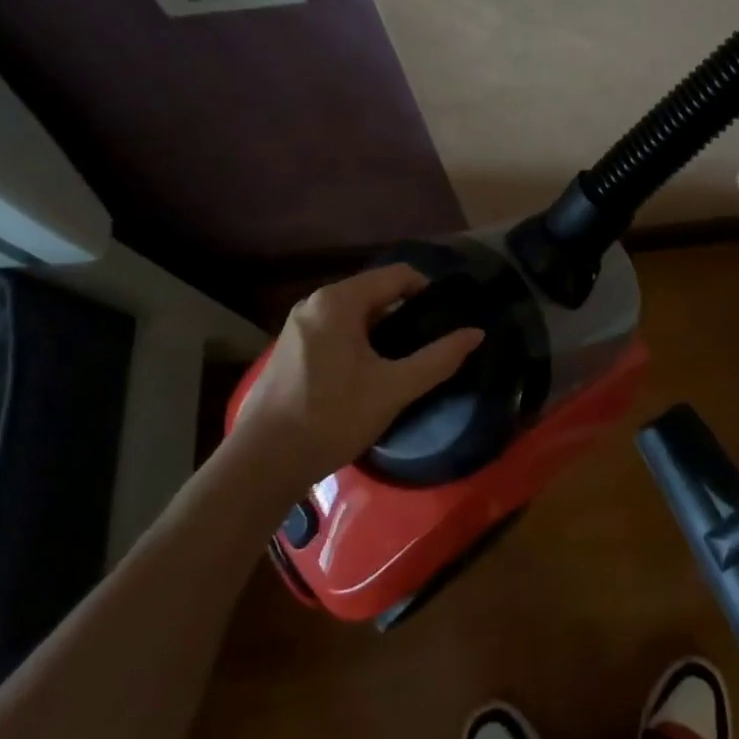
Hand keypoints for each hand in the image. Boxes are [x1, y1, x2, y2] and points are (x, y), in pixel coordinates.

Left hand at [236, 265, 484, 483]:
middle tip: (431, 343)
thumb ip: (438, 358)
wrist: (262, 463)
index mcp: (339, 301)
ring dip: (383, 329)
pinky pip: (336, 329)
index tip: (449, 318)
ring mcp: (298, 325)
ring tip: (406, 360)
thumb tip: (476, 333)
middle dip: (406, 312)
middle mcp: (315, 302)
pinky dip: (359, 340)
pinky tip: (370, 373)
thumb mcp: (393, 389)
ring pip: (355, 313)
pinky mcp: (290, 348)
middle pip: (375, 292)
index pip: (398, 275)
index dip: (429, 291)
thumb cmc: (332, 417)